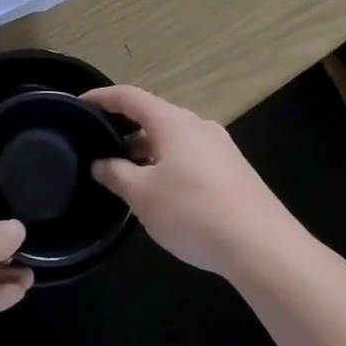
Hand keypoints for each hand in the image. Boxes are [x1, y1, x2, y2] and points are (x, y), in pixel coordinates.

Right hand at [82, 84, 302, 277]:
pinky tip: (163, 193)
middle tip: (101, 146)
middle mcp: (198, 126)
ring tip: (128, 175)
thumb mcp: (141, 195)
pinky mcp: (235, 172)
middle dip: (125, 129)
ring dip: (147, 150)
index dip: (102, 97)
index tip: (80, 104)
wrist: (265, 248)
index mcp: (172, 122)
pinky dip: (169, 164)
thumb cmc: (193, 212)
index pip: (129, 97)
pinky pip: (191, 157)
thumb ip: (115, 174)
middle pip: (154, 116)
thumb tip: (101, 163)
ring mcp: (221, 148)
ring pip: (174, 139)